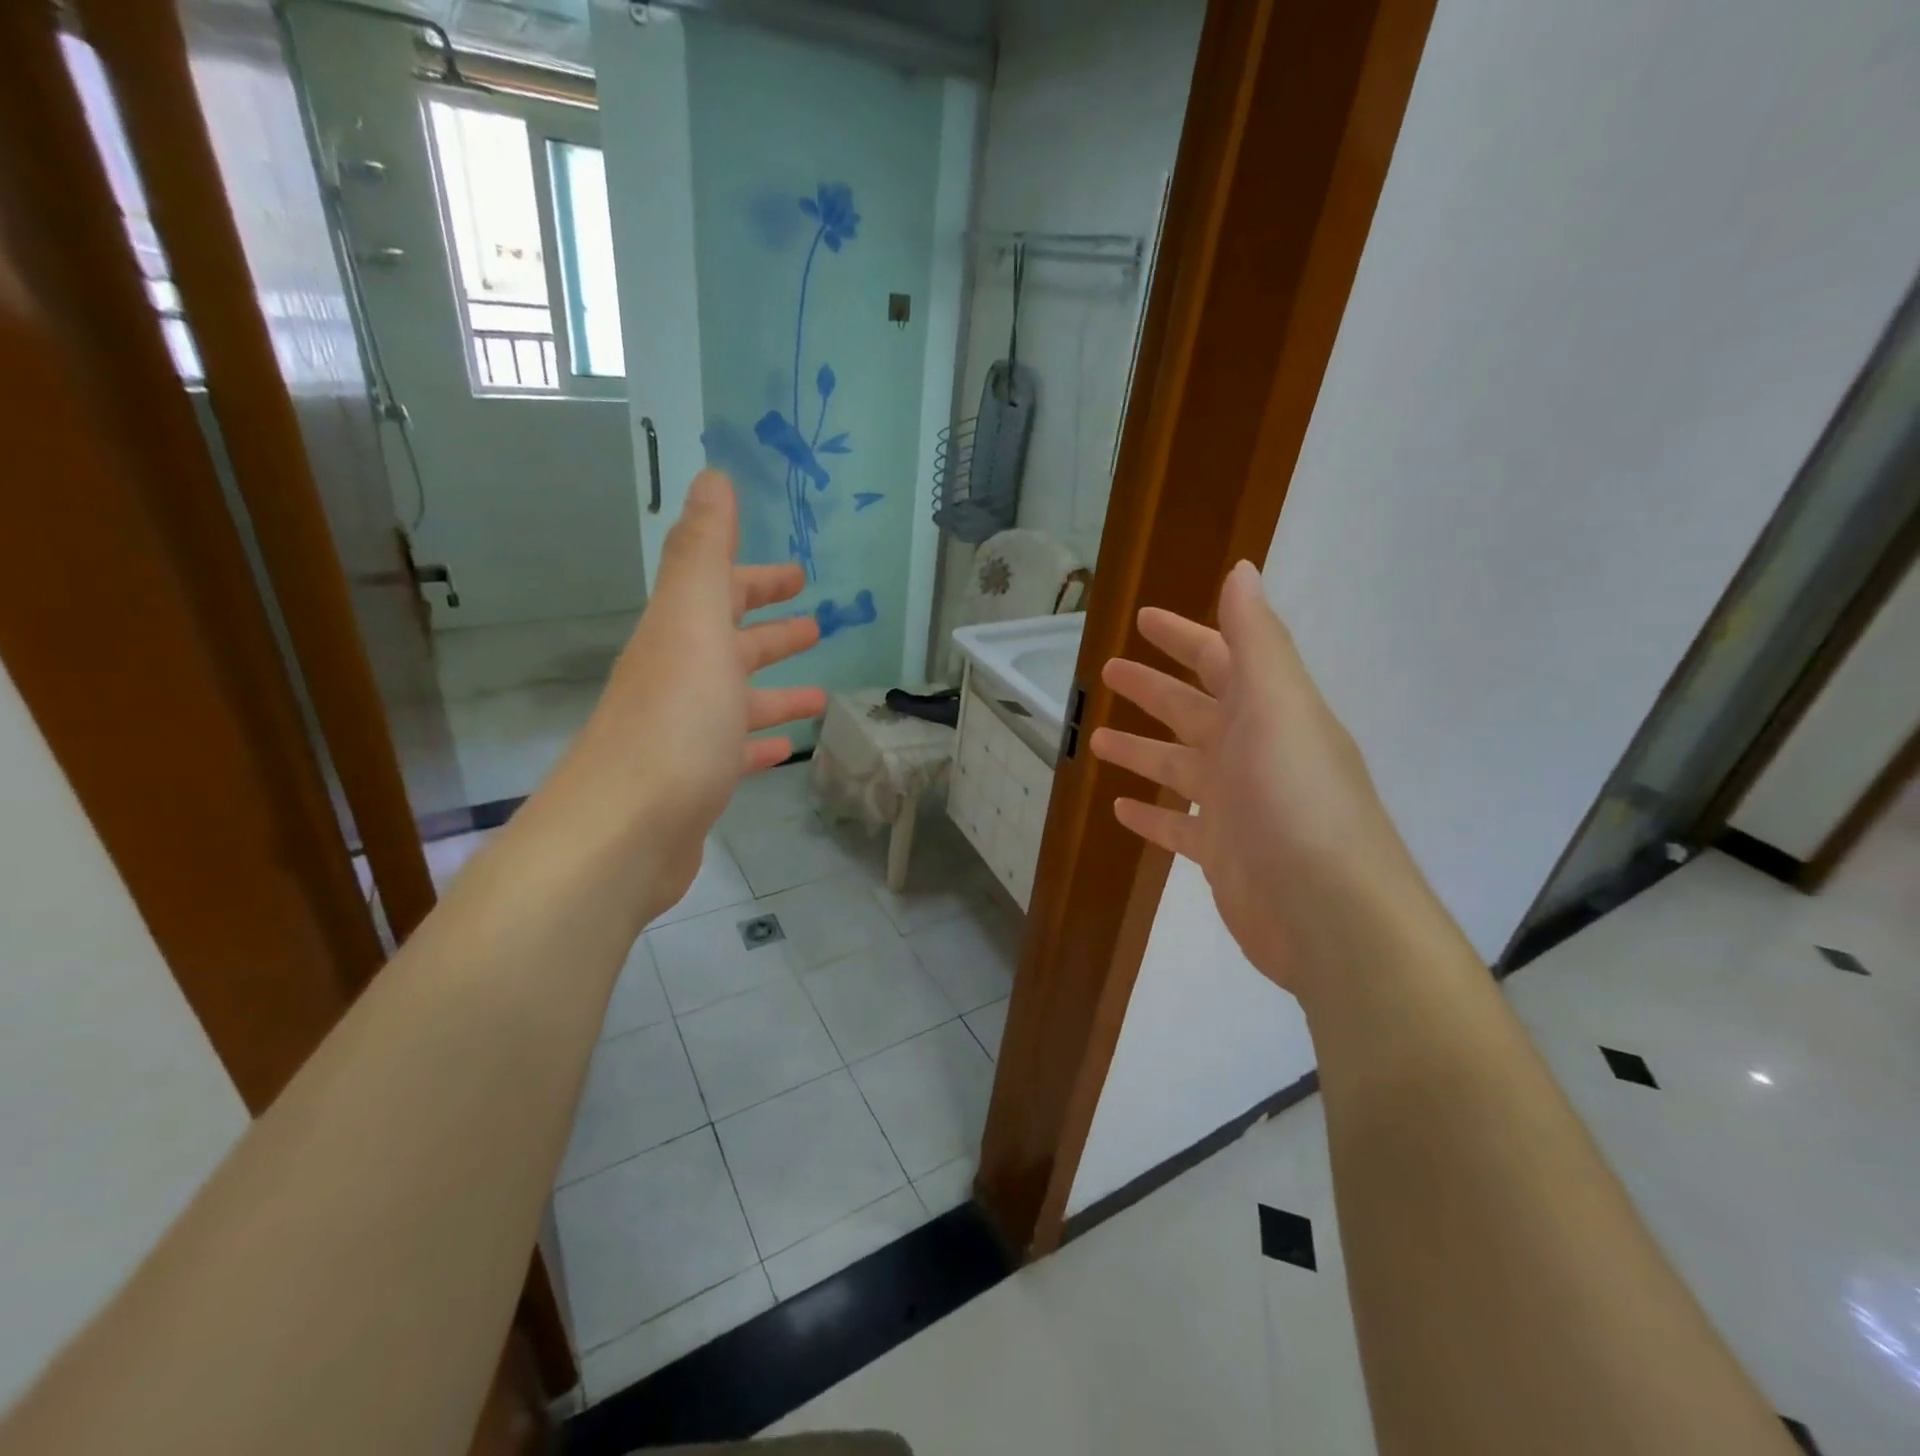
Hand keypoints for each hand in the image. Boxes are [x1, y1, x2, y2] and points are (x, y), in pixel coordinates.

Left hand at [542, 470, 824, 920]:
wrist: (625, 831)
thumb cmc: (674, 722)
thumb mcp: (693, 623)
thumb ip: (704, 552)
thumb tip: (712, 475)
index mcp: (679, 638)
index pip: (719, 591)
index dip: (757, 577)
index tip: (799, 572)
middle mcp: (678, 679)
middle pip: (729, 644)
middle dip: (770, 630)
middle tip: (816, 622)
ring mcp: (685, 733)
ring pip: (737, 700)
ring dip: (776, 690)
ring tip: (822, 692)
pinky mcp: (695, 782)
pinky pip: (735, 751)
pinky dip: (760, 744)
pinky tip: (785, 750)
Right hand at [1090, 561, 1434, 998]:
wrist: (1330, 915)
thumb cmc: (1297, 801)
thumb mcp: (1279, 708)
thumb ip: (1258, 641)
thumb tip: (1242, 570)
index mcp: (1269, 712)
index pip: (1221, 659)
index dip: (1183, 636)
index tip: (1141, 619)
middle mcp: (1254, 753)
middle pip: (1193, 710)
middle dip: (1152, 688)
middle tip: (1107, 672)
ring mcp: (1238, 806)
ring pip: (1179, 767)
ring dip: (1141, 750)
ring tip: (1099, 739)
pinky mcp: (1223, 855)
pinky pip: (1178, 827)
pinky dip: (1150, 815)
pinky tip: (1119, 809)